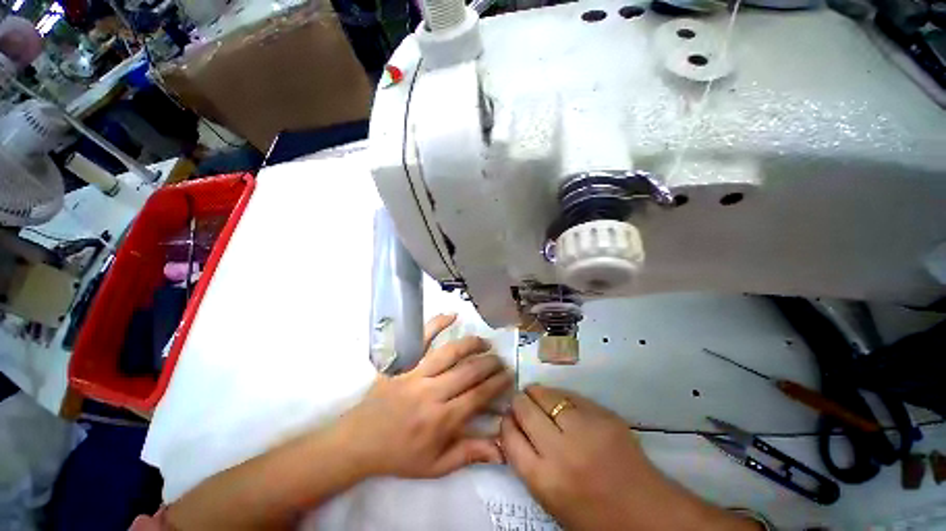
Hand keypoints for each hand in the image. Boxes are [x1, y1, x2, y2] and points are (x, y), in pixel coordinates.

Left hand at [335, 314, 512, 478]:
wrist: (358, 442)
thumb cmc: (399, 456)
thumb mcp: (435, 466)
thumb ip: (469, 454)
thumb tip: (501, 449)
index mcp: (441, 420)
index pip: (478, 396)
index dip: (496, 384)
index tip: (508, 376)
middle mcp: (432, 393)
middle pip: (469, 371)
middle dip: (490, 364)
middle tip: (500, 360)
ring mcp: (416, 374)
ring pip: (451, 352)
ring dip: (472, 344)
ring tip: (485, 343)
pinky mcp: (402, 363)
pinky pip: (421, 339)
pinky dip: (437, 324)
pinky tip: (451, 315)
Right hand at [501, 386, 758, 530]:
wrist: (649, 515)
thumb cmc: (595, 517)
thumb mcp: (551, 499)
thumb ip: (529, 463)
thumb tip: (514, 429)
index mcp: (544, 479)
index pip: (509, 435)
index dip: (506, 423)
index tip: (508, 419)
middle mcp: (561, 450)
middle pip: (524, 409)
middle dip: (518, 402)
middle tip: (521, 404)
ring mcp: (585, 428)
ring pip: (546, 394)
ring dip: (537, 393)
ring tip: (537, 395)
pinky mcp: (604, 415)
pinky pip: (570, 395)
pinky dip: (560, 396)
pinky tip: (561, 402)